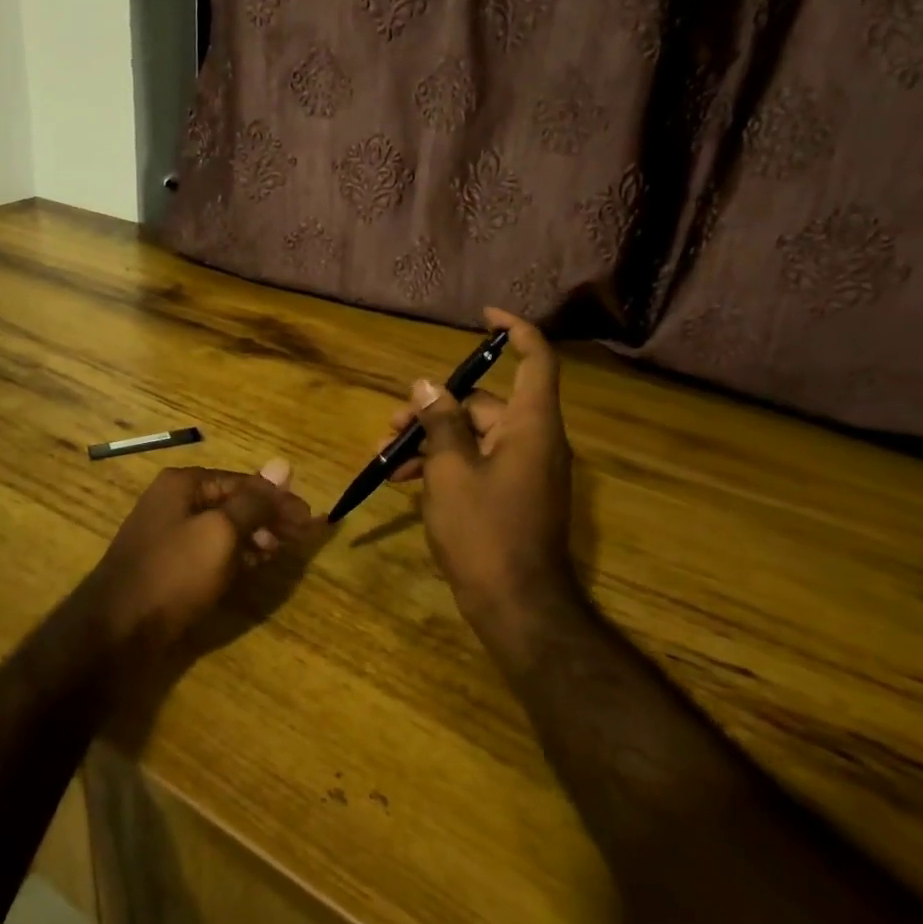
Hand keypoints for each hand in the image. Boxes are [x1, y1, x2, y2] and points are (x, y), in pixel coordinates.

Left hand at [88, 460, 314, 650]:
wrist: (116, 631)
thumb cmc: (174, 573)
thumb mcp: (221, 532)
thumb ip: (254, 502)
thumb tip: (283, 464)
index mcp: (184, 484)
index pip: (243, 481)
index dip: (278, 499)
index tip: (310, 519)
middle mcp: (173, 501)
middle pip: (232, 502)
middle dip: (268, 517)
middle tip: (299, 539)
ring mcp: (167, 534)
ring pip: (222, 528)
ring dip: (253, 537)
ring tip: (278, 553)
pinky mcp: (167, 566)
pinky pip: (208, 551)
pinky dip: (233, 555)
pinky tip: (251, 567)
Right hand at [385, 308, 582, 652]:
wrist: (517, 606)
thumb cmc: (484, 531)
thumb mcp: (450, 471)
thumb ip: (440, 422)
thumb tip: (428, 385)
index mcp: (531, 425)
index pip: (535, 359)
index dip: (514, 331)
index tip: (482, 317)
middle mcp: (533, 440)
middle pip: (484, 402)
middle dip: (434, 408)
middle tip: (391, 425)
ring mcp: (524, 469)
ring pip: (473, 435)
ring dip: (431, 440)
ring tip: (387, 459)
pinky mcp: (512, 494)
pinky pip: (477, 463)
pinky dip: (444, 465)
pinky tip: (405, 481)